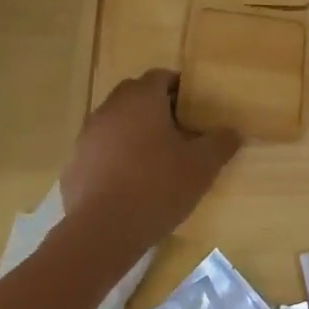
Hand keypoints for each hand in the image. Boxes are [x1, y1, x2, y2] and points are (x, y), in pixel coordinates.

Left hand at [61, 69, 239, 251]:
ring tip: (155, 159)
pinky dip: (115, 157)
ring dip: (134, 132)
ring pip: (117, 122)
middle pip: (136, 96)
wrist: (103, 231)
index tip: (195, 109)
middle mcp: (111, 107)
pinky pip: (101, 149)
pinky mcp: (75, 162)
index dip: (180, 89)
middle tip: (179, 132)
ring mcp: (88, 135)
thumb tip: (232, 132)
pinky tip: (130, 183)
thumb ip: (221, 143)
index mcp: (142, 98)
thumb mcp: (202, 166)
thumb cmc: (158, 186)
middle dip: (156, 108)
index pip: (161, 77)